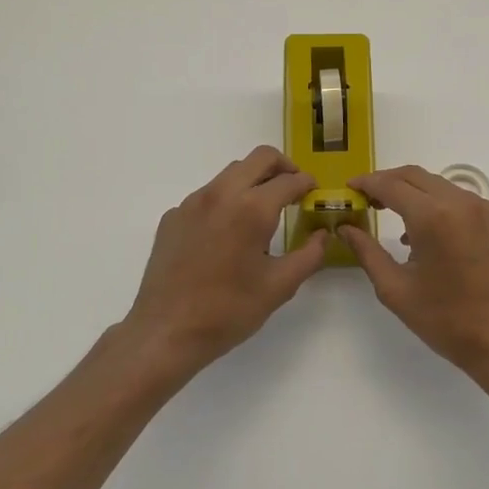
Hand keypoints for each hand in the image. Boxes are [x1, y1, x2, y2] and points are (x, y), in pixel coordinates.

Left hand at [121, 146, 331, 374]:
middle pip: (259, 158)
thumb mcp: (279, 286)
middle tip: (294, 189)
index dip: (307, 183)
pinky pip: (207, 196)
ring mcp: (192, 203)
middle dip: (283, 167)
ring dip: (253, 181)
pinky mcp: (173, 216)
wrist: (165, 331)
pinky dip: (226, 202)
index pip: (289, 180)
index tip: (315, 192)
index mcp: (251, 209)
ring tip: (262, 213)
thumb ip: (309, 255)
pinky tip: (226, 235)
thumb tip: (322, 234)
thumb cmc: (228, 310)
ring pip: (231, 173)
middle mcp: (221, 194)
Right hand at [341, 167, 488, 381]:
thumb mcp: (396, 290)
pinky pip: (459, 200)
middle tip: (366, 198)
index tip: (349, 188)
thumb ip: (367, 252)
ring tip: (391, 214)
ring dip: (412, 191)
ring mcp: (484, 210)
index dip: (366, 183)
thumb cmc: (447, 321)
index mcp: (434, 216)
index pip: (391, 185)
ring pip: (439, 185)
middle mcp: (461, 202)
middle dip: (387, 181)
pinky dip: (436, 203)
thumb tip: (345, 229)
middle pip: (415, 176)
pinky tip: (425, 232)